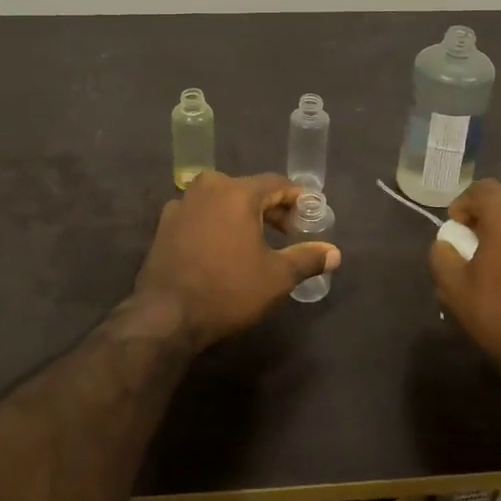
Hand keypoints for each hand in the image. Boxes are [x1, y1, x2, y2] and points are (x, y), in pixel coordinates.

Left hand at [134, 173, 340, 348]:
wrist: (165, 315)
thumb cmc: (228, 290)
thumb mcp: (276, 277)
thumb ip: (307, 258)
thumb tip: (335, 253)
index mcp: (237, 191)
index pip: (278, 184)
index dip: (298, 199)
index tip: (311, 217)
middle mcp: (207, 188)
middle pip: (249, 190)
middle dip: (272, 210)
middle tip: (290, 234)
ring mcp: (181, 204)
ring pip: (223, 202)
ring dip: (243, 217)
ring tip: (258, 243)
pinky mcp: (165, 225)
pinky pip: (201, 215)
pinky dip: (218, 225)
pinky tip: (224, 250)